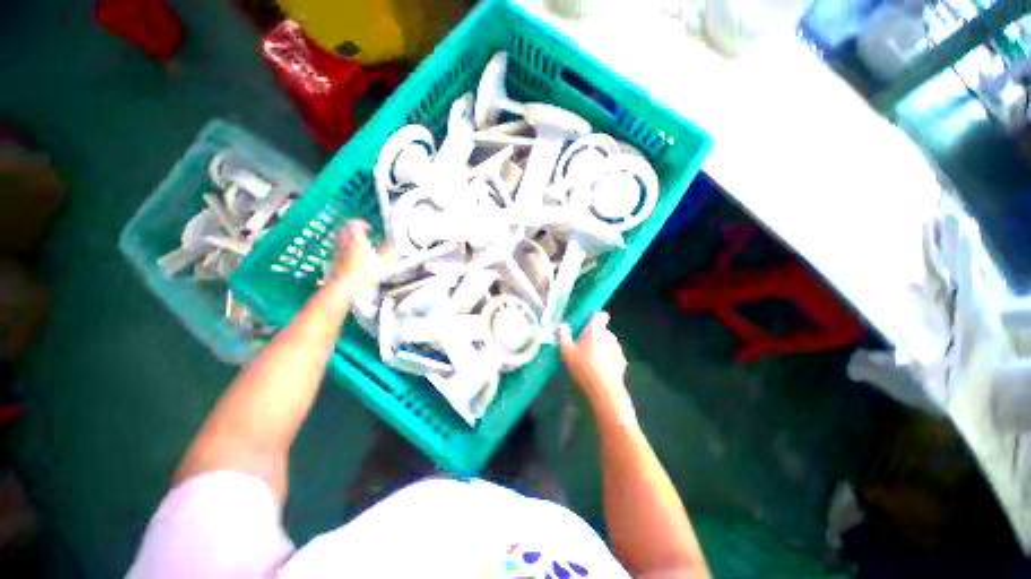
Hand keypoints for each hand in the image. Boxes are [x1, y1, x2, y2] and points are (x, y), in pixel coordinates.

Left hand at [331, 220, 391, 292]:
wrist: (345, 285)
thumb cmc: (362, 274)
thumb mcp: (383, 264)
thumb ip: (390, 254)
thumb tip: (395, 247)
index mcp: (358, 241)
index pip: (355, 224)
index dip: (362, 223)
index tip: (368, 227)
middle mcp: (345, 243)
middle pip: (344, 228)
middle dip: (352, 228)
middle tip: (359, 231)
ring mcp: (338, 251)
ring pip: (339, 238)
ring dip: (346, 237)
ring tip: (354, 241)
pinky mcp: (334, 259)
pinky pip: (337, 249)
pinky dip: (343, 248)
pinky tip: (349, 255)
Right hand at [559, 312, 634, 423]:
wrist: (603, 391)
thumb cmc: (582, 366)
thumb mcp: (565, 350)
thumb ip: (563, 335)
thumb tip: (562, 325)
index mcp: (596, 329)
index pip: (600, 315)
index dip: (593, 318)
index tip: (584, 326)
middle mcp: (610, 336)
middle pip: (602, 331)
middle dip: (594, 336)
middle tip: (580, 347)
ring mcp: (618, 350)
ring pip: (608, 344)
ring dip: (601, 348)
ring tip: (589, 361)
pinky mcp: (622, 364)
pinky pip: (613, 357)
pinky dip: (607, 360)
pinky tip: (598, 371)